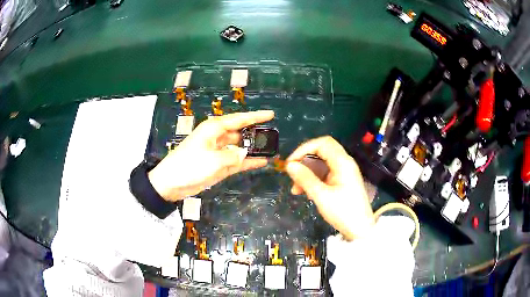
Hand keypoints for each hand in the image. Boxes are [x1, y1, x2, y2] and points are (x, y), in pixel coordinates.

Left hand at [148, 110, 274, 201]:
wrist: (172, 183)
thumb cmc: (189, 166)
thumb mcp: (213, 160)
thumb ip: (234, 157)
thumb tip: (246, 153)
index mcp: (214, 129)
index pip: (239, 119)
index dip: (256, 116)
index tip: (271, 114)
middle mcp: (217, 137)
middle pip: (241, 133)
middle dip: (256, 134)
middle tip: (273, 136)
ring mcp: (219, 152)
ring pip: (240, 147)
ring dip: (253, 149)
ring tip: (270, 150)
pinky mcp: (219, 165)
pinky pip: (237, 161)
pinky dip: (248, 161)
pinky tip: (261, 162)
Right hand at [286, 136, 374, 240]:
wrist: (360, 230)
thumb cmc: (343, 212)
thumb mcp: (321, 196)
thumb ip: (305, 178)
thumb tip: (289, 165)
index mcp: (342, 162)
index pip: (322, 143)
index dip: (304, 149)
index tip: (291, 162)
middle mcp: (344, 163)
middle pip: (321, 152)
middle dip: (304, 162)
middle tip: (292, 175)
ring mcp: (344, 172)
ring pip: (321, 164)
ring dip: (307, 173)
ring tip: (296, 189)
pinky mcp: (342, 181)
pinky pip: (325, 174)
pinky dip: (314, 180)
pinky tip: (305, 192)